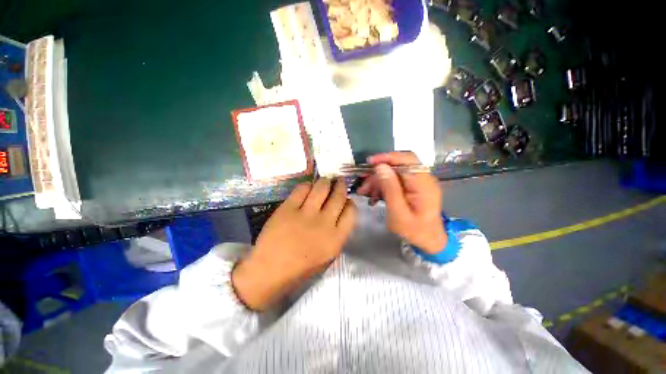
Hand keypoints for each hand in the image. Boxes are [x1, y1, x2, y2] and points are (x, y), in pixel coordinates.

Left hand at [232, 178, 356, 310]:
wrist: (271, 270)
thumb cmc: (302, 266)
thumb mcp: (328, 255)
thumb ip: (338, 233)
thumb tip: (340, 212)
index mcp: (336, 238)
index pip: (351, 212)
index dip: (350, 202)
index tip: (346, 199)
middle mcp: (324, 223)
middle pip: (338, 196)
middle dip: (341, 185)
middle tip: (339, 180)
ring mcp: (306, 214)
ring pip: (322, 188)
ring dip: (325, 181)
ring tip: (325, 180)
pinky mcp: (288, 208)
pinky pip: (302, 189)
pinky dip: (307, 185)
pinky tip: (308, 187)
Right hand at [356, 152, 445, 253]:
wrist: (429, 242)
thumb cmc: (414, 231)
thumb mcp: (398, 213)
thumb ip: (390, 188)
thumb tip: (381, 167)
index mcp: (424, 185)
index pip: (407, 160)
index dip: (388, 157)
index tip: (370, 162)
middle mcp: (423, 179)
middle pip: (399, 165)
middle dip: (379, 172)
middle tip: (364, 183)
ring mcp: (418, 183)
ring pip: (394, 173)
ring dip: (378, 180)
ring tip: (365, 192)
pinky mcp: (413, 188)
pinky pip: (396, 181)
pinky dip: (383, 186)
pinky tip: (373, 195)